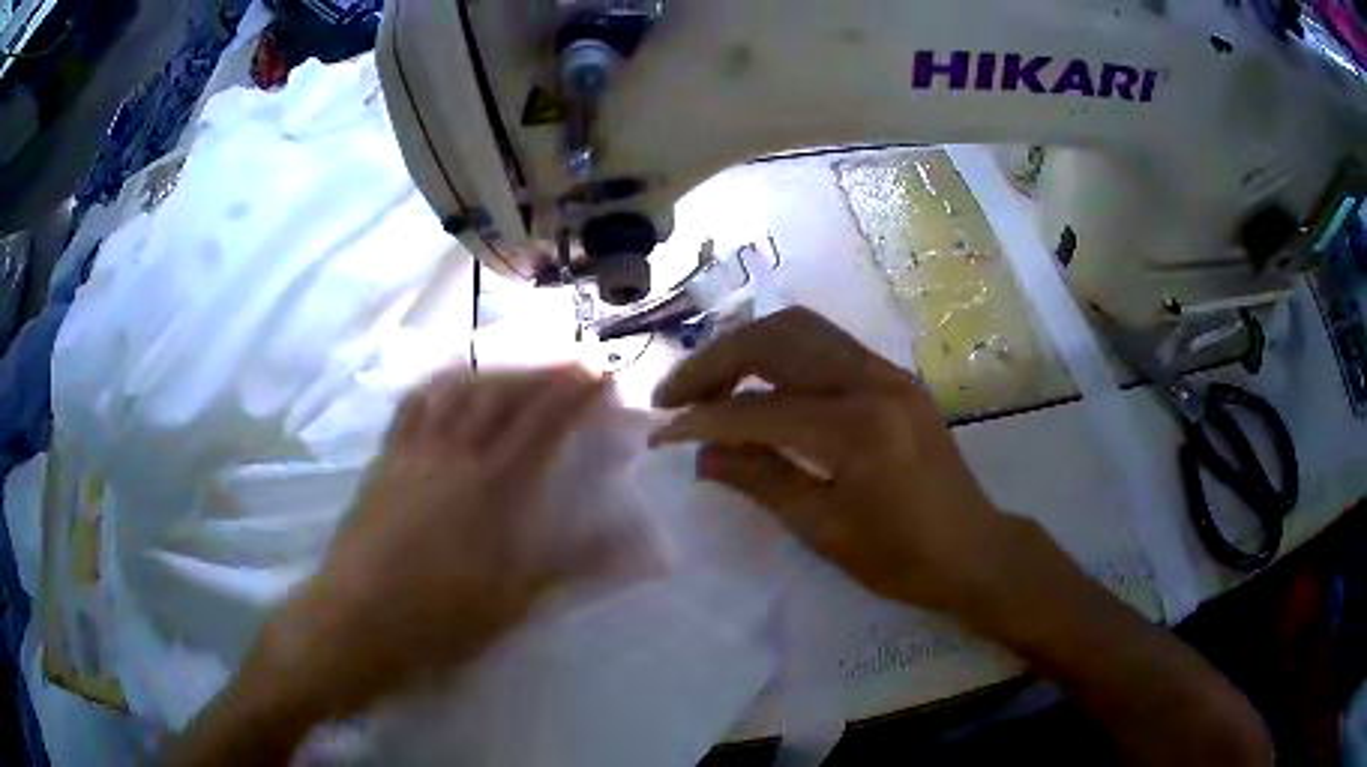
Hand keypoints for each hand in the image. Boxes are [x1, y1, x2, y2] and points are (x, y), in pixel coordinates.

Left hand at [260, 366, 619, 717]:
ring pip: (457, 390)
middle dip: (543, 372)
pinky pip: (413, 406)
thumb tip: (647, 550)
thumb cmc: (440, 619)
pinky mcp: (385, 461)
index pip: (543, 423)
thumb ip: (579, 564)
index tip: (602, 373)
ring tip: (518, 370)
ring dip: (494, 372)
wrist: (356, 621)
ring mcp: (413, 452)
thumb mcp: (518, 601)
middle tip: (572, 364)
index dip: (575, 393)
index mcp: (492, 486)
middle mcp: (453, 453)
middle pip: (502, 393)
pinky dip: (440, 385)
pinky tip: (448, 387)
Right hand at [649, 307, 1007, 612]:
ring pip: (799, 327)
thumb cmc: (903, 559)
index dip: (701, 419)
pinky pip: (825, 342)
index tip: (661, 433)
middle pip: (775, 340)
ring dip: (744, 347)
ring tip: (708, 384)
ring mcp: (888, 372)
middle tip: (674, 396)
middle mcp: (873, 383)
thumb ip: (762, 481)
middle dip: (713, 362)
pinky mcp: (895, 375)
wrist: (975, 548)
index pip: (759, 410)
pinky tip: (758, 381)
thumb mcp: (826, 532)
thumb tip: (702, 454)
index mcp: (858, 432)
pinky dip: (779, 352)